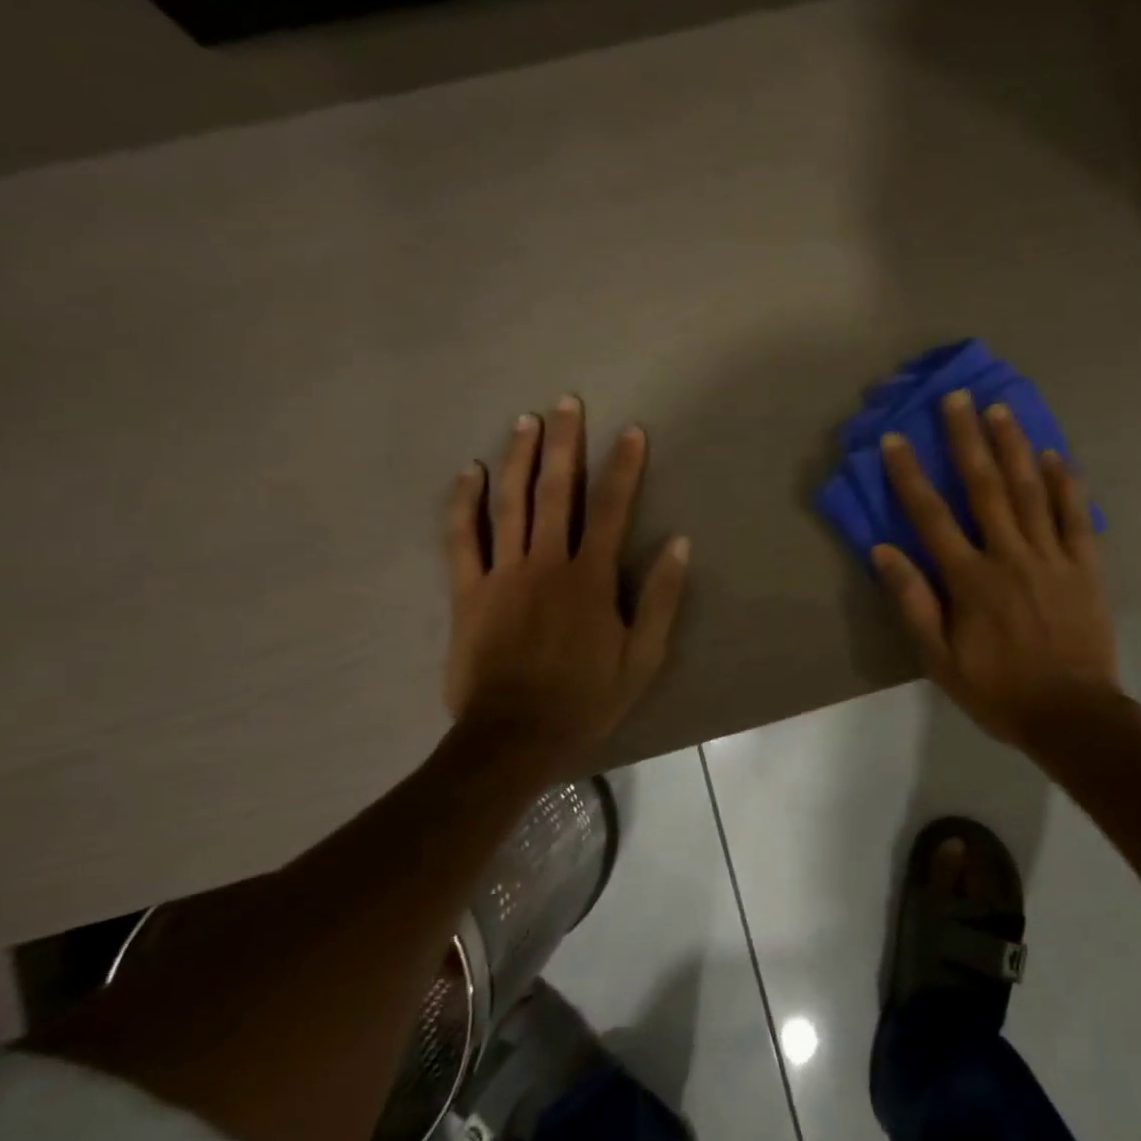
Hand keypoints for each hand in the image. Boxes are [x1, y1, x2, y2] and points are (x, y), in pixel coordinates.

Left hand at [444, 398, 688, 773]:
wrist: (513, 738)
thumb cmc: (585, 698)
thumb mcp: (643, 656)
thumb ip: (660, 598)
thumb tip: (679, 544)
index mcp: (590, 578)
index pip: (613, 509)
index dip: (624, 467)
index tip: (632, 431)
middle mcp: (546, 564)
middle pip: (557, 492)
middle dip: (564, 444)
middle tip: (567, 402)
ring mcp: (502, 574)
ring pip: (510, 504)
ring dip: (519, 458)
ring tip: (526, 420)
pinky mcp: (467, 592)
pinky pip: (462, 539)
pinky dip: (464, 503)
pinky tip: (471, 472)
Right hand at [871, 388, 1121, 749]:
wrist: (1072, 716)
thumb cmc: (998, 690)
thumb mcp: (940, 660)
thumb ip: (913, 603)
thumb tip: (883, 551)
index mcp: (970, 580)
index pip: (931, 516)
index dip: (910, 475)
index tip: (896, 439)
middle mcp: (1009, 556)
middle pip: (985, 487)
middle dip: (968, 439)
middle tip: (958, 398)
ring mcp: (1051, 557)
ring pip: (1030, 491)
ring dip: (1014, 447)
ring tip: (1000, 410)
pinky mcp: (1085, 565)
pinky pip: (1075, 516)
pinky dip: (1065, 483)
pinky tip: (1054, 455)